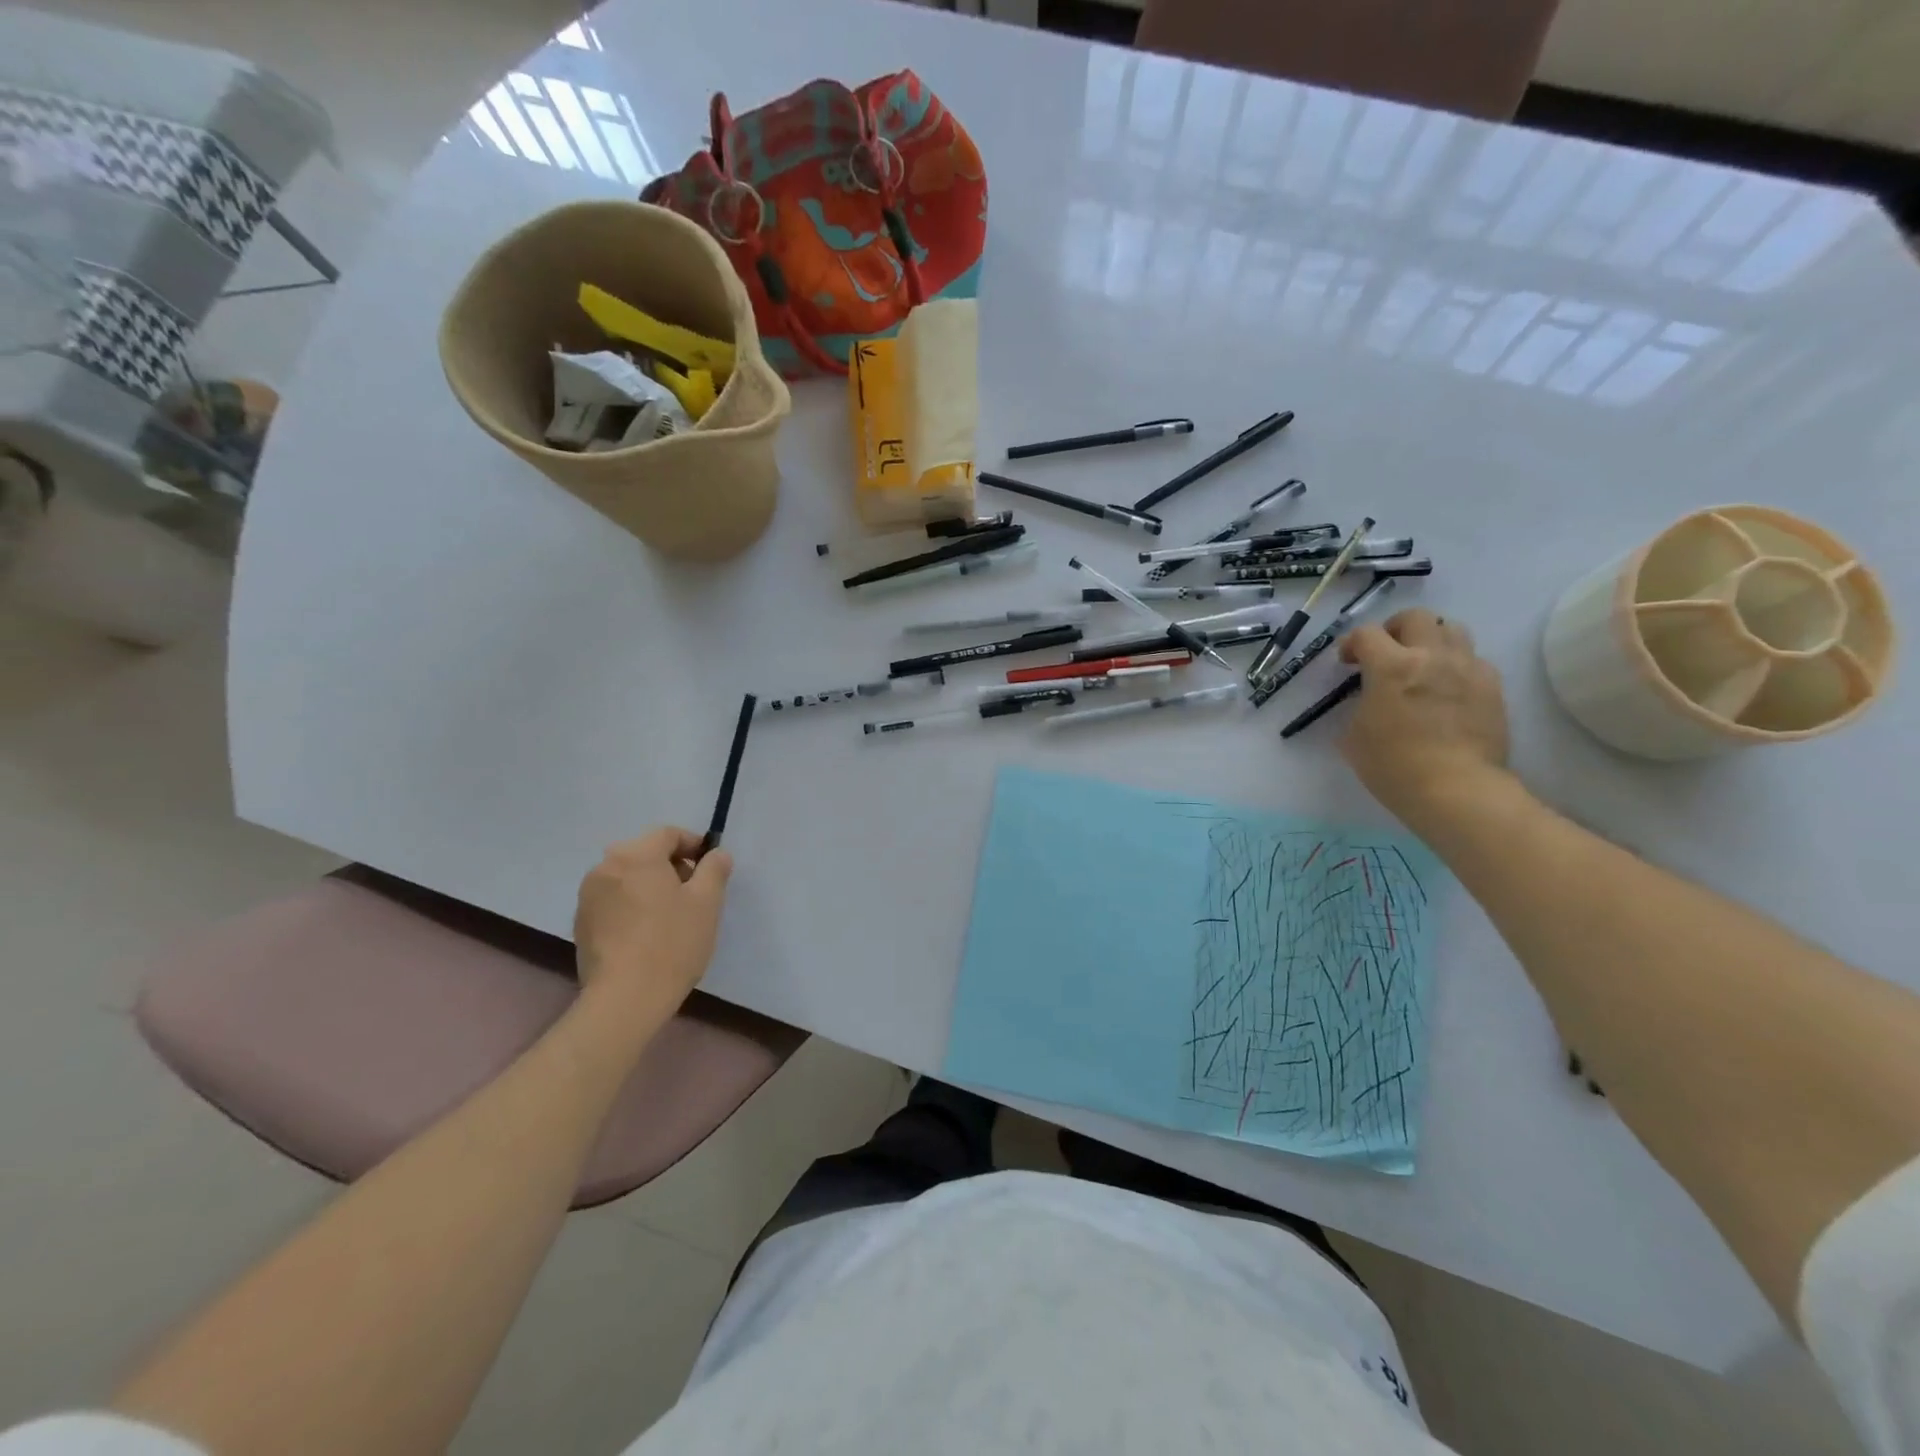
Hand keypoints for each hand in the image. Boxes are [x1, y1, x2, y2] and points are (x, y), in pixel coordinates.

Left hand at [574, 828, 731, 1013]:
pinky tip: (648, 933)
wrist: (625, 999)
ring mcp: (588, 896)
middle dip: (672, 866)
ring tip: (672, 915)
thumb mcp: (707, 902)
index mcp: (635, 855)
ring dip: (651, 886)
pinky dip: (633, 905)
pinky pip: (614, 900)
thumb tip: (716, 854)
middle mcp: (605, 867)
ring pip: (628, 877)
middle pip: (645, 853)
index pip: (668, 834)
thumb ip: (714, 869)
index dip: (694, 844)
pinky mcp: (581, 923)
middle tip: (695, 893)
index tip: (710, 866)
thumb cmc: (672, 942)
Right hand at [1338, 609, 1509, 828]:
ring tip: (1422, 663)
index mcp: (1390, 666)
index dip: (1351, 643)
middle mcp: (1432, 656)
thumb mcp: (1354, 735)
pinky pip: (1474, 659)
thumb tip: (1370, 698)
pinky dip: (1457, 664)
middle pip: (1415, 617)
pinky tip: (1447, 688)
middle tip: (1386, 651)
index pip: (1367, 634)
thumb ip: (1361, 704)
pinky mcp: (1492, 687)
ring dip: (1431, 639)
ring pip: (1452, 629)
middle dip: (1395, 629)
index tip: (1347, 661)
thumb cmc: (1393, 766)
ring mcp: (1467, 668)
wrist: (1455, 790)